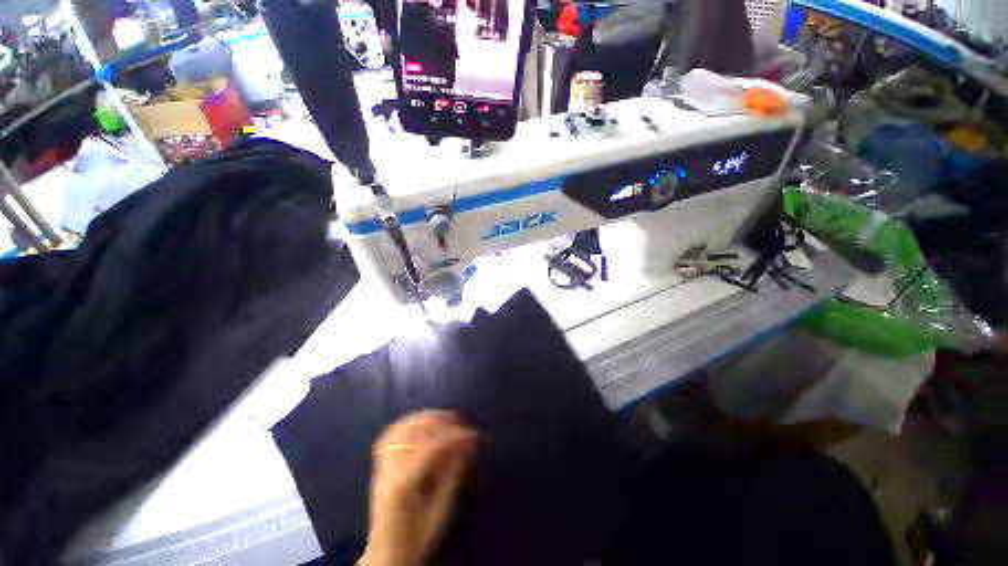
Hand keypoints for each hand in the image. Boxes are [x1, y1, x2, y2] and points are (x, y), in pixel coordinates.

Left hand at [360, 411, 476, 565]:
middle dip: (440, 421)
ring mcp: (380, 466)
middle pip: (413, 430)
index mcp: (402, 485)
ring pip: (401, 427)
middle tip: (460, 422)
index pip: (431, 447)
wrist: (386, 556)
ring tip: (445, 419)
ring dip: (425, 418)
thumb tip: (467, 445)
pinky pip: (391, 434)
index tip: (472, 434)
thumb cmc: (417, 539)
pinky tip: (422, 424)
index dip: (454, 436)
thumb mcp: (441, 512)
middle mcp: (388, 470)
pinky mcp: (380, 465)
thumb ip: (453, 474)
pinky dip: (409, 423)